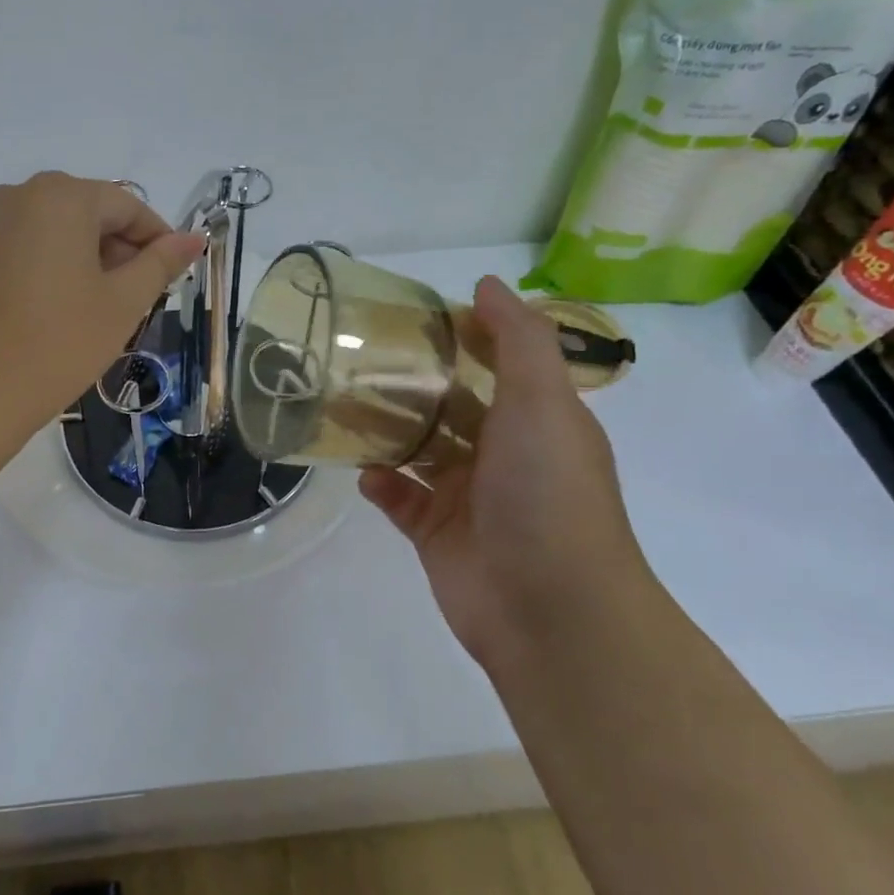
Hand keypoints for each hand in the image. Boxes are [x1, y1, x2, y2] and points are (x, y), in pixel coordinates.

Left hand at [0, 172, 206, 432]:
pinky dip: (47, 264)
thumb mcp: (123, 302)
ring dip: (84, 256)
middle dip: (118, 248)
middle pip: (87, 212)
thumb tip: (193, 239)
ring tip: (97, 304)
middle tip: (136, 295)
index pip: (126, 206)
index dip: (156, 238)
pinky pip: (22, 245)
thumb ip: (161, 262)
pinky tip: (54, 306)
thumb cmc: (62, 341)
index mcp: (62, 196)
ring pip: (53, 228)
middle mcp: (19, 195)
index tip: (172, 273)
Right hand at [359, 276, 645, 662]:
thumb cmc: (548, 492)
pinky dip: (381, 483)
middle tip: (360, 357)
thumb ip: (519, 340)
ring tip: (343, 405)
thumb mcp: (544, 402)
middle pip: (450, 406)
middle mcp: (503, 455)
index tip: (415, 315)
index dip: (462, 337)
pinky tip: (365, 472)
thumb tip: (486, 285)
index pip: (496, 365)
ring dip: (386, 430)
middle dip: (412, 383)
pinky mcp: (436, 534)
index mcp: (536, 420)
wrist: (550, 609)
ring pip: (418, 451)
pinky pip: (399, 499)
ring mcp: (468, 497)